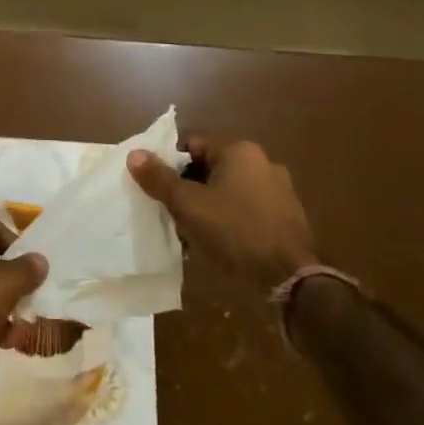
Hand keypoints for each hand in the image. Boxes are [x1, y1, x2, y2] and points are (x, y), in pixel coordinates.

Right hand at [128, 136, 317, 292]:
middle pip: (210, 168)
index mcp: (240, 151)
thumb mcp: (188, 205)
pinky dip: (229, 220)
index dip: (169, 164)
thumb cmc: (234, 232)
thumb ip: (159, 178)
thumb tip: (134, 154)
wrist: (289, 279)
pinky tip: (217, 243)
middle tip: (170, 210)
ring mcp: (279, 191)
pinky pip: (246, 210)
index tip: (155, 186)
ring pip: (228, 191)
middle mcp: (262, 163)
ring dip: (208, 206)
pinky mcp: (286, 218)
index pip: (192, 145)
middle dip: (188, 188)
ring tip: (190, 231)